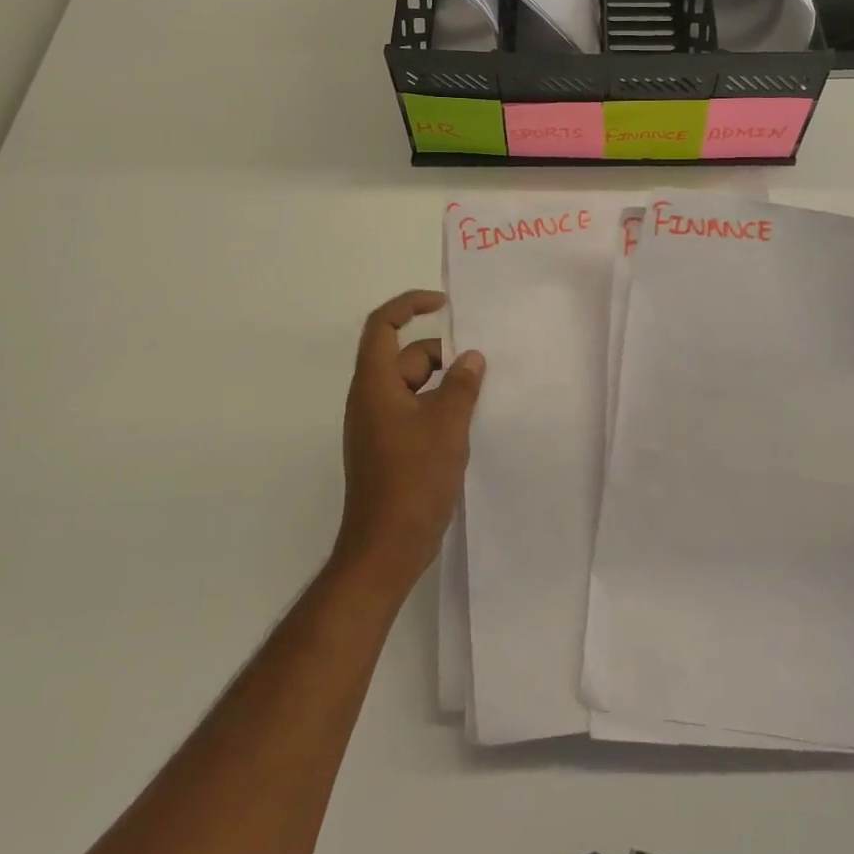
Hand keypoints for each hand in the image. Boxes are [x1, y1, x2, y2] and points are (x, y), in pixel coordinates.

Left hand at [333, 290, 484, 596]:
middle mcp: (371, 399)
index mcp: (375, 385)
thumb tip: (471, 357)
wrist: (385, 549)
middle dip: (443, 356)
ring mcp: (378, 426)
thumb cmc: (413, 480)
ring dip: (445, 385)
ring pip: (414, 387)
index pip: (383, 326)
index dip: (410, 305)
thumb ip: (461, 385)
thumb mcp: (447, 426)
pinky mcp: (388, 448)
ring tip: (481, 396)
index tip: (445, 304)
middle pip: (406, 357)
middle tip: (482, 367)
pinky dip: (439, 408)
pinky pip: (415, 411)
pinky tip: (467, 424)